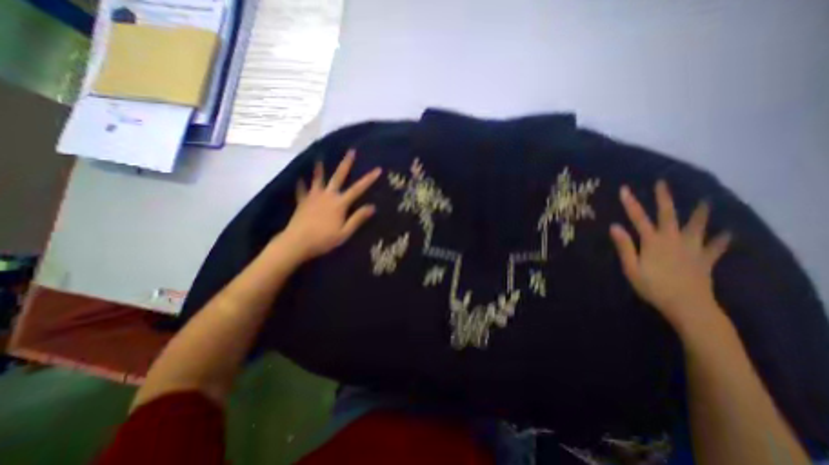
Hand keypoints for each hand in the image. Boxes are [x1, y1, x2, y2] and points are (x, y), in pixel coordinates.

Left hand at [281, 150, 379, 263]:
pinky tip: (299, 178)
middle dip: (346, 164)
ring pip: (318, 179)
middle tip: (351, 151)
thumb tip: (372, 206)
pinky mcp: (302, 202)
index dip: (369, 179)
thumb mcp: (345, 232)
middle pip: (338, 177)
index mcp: (339, 203)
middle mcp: (327, 196)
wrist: (297, 242)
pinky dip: (301, 184)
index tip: (378, 169)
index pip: (358, 189)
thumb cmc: (324, 239)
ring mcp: (313, 197)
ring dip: (320, 168)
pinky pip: (302, 190)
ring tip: (320, 158)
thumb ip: (358, 218)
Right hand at [607, 182, 730, 329]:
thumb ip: (624, 246)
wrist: (688, 306)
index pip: (638, 218)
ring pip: (697, 226)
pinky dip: (722, 239)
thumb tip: (614, 226)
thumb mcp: (631, 268)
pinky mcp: (705, 260)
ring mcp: (692, 249)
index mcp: (653, 242)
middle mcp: (673, 240)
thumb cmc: (653, 287)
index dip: (630, 203)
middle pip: (668, 215)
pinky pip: (716, 247)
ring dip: (700, 213)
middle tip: (662, 183)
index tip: (624, 189)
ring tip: (704, 201)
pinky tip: (728, 233)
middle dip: (664, 198)